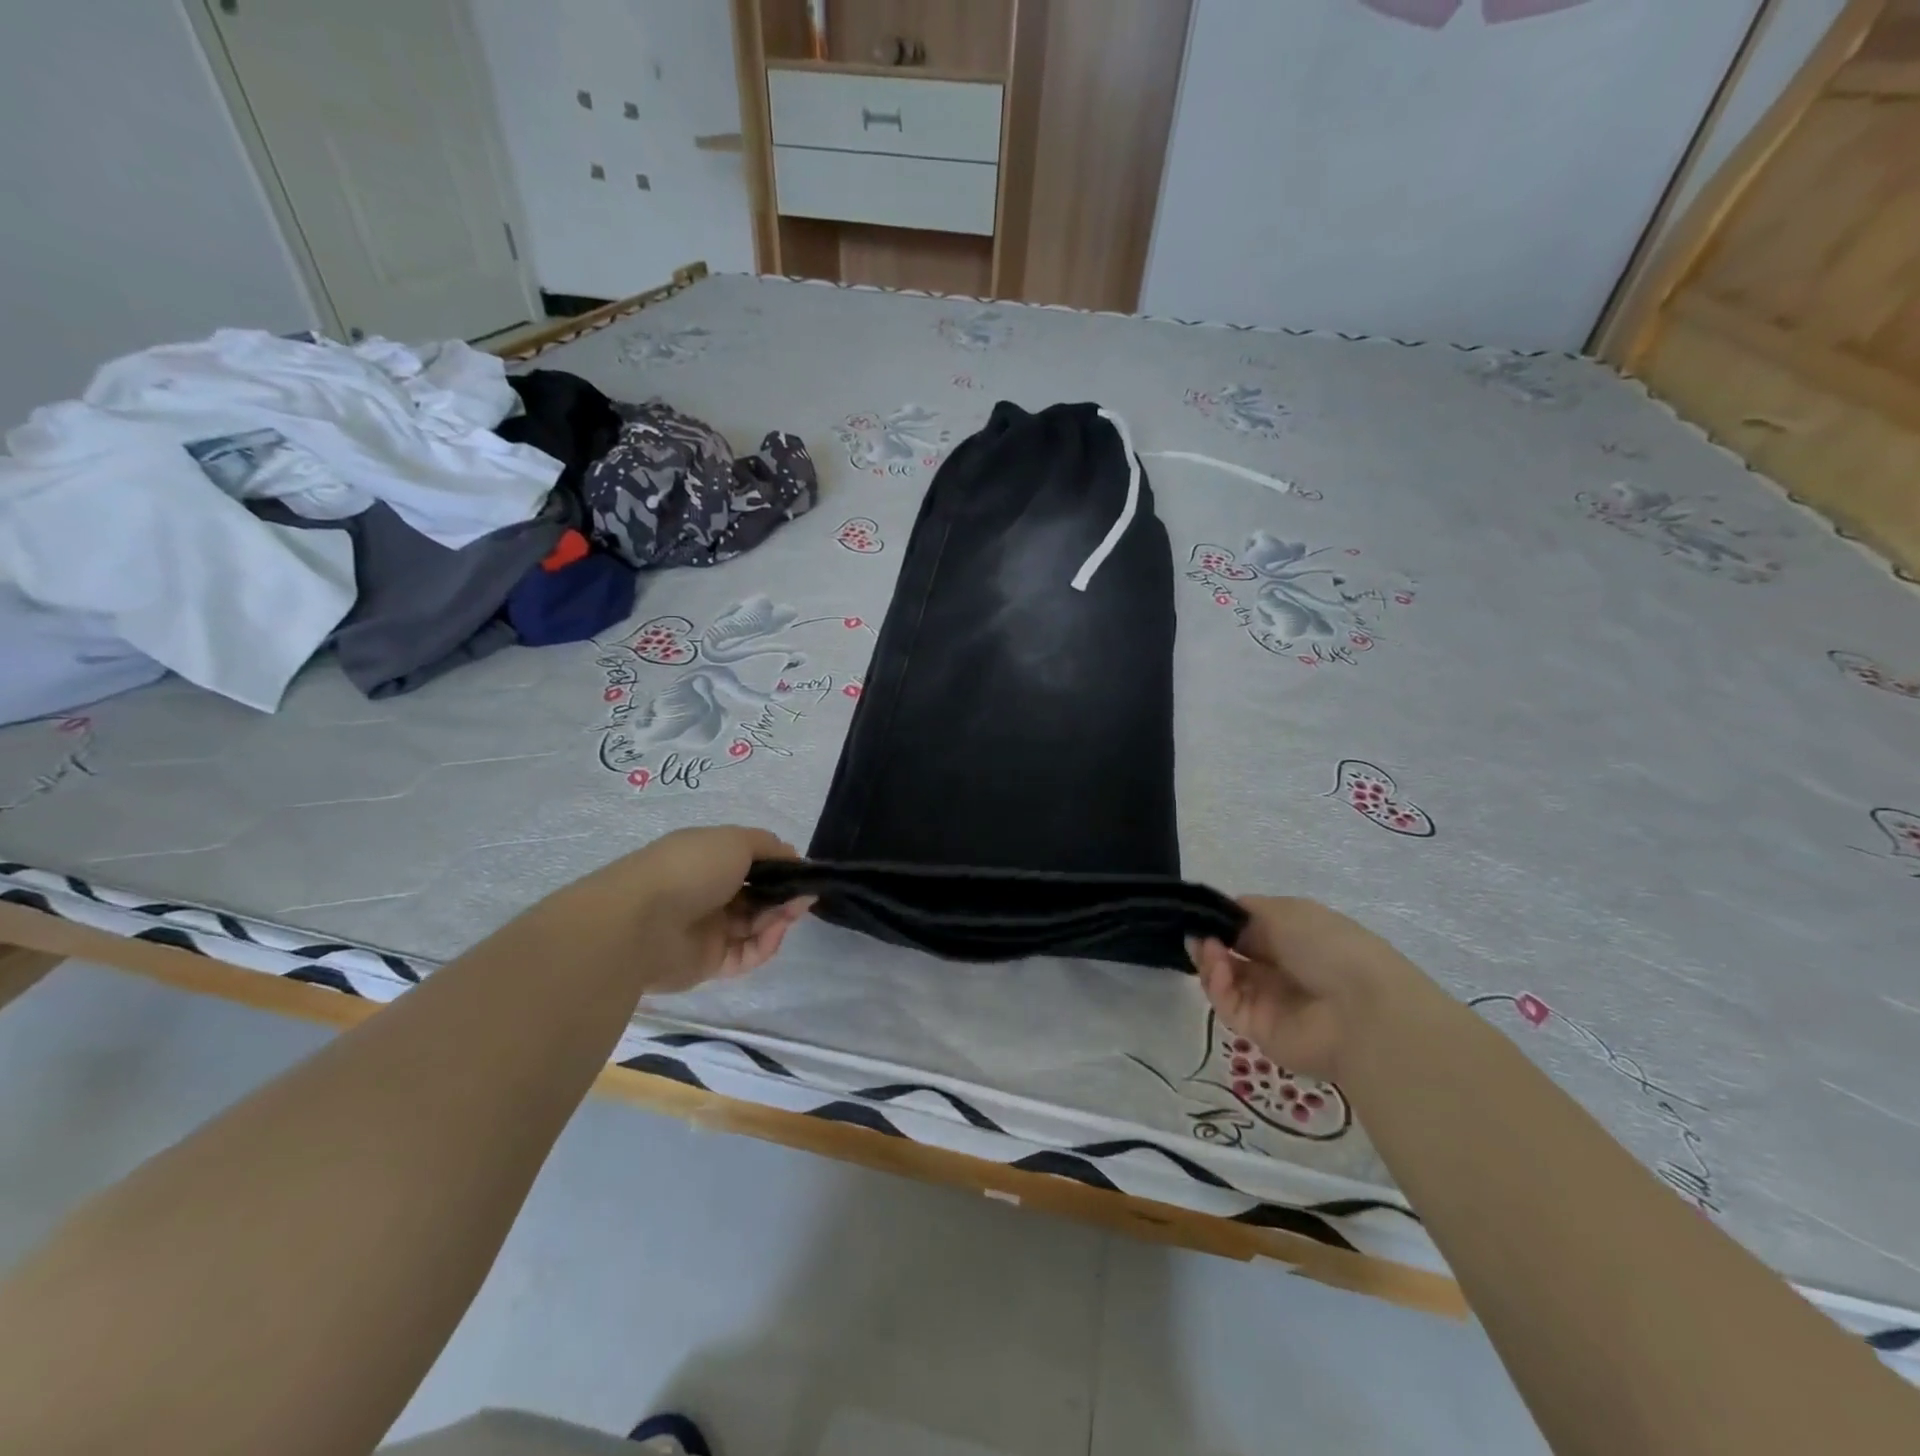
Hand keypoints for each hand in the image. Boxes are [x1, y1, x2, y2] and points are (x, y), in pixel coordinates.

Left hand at [560, 826, 813, 993]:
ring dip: (779, 918)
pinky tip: (776, 932)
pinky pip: (747, 954)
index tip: (804, 872)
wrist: (639, 923)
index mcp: (708, 860)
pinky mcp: (709, 963)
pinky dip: (765, 944)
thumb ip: (768, 846)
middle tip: (805, 896)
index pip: (751, 864)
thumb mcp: (735, 840)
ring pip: (755, 925)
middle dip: (784, 894)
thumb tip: (792, 855)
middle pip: (757, 896)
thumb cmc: (690, 869)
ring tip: (794, 912)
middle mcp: (708, 893)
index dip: (779, 868)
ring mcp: (708, 929)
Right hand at [1187, 897, 1433, 1082]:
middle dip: (1209, 942)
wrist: (1361, 1011)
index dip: (1222, 922)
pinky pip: (1228, 1005)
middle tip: (1195, 934)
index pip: (1247, 930)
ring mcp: (1268, 1003)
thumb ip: (1247, 912)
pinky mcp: (1257, 1031)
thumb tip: (1222, 920)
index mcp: (1292, 940)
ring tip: (1209, 949)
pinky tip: (1220, 969)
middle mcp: (1279, 971)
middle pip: (1230, 956)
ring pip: (1224, 981)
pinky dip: (1217, 985)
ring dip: (1210, 961)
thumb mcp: (1287, 912)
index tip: (1202, 915)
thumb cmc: (1329, 948)